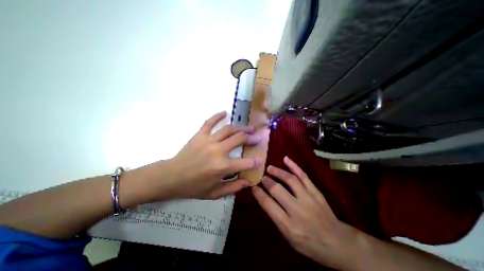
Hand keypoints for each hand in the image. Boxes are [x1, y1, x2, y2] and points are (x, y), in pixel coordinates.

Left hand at [137, 111, 260, 201]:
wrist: (171, 177)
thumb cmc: (193, 187)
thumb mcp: (214, 193)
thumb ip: (233, 187)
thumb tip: (249, 182)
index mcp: (222, 167)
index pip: (244, 163)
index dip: (254, 162)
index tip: (260, 159)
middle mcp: (217, 151)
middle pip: (239, 139)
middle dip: (251, 138)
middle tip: (257, 137)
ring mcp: (208, 141)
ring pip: (228, 129)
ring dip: (241, 127)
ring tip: (249, 127)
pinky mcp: (199, 135)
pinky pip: (209, 122)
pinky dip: (217, 116)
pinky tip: (225, 112)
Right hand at [253, 157, 358, 268]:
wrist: (337, 243)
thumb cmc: (309, 243)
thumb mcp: (289, 238)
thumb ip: (276, 217)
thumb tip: (264, 198)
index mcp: (288, 225)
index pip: (268, 204)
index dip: (258, 193)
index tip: (253, 187)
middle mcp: (297, 211)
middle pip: (277, 190)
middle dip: (267, 181)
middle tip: (262, 177)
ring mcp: (308, 199)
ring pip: (290, 180)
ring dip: (278, 172)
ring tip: (270, 168)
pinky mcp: (316, 192)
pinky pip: (304, 176)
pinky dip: (294, 166)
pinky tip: (286, 159)